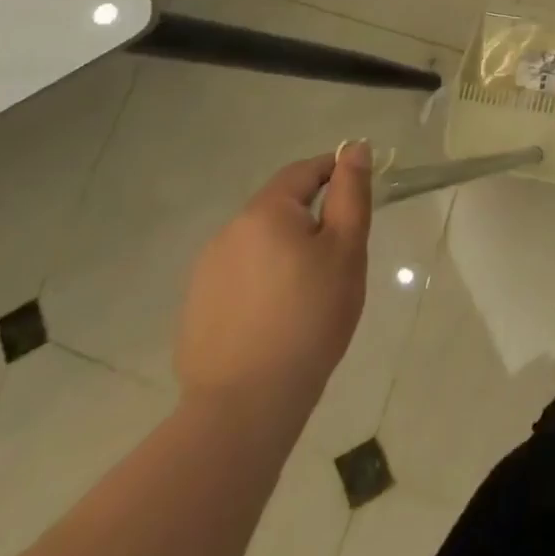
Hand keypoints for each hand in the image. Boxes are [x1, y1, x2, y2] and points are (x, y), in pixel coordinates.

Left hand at [174, 144, 372, 433]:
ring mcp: (206, 272)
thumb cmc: (310, 317)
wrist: (245, 406)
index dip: (335, 173)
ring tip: (310, 292)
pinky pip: (240, 277)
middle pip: (279, 207)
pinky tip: (277, 318)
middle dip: (311, 219)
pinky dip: (263, 282)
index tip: (358, 197)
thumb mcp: (346, 249)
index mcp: (265, 212)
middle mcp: (228, 232)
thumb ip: (351, 193)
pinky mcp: (196, 308)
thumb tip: (354, 148)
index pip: (304, 171)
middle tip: (340, 256)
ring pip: (259, 243)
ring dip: (285, 251)